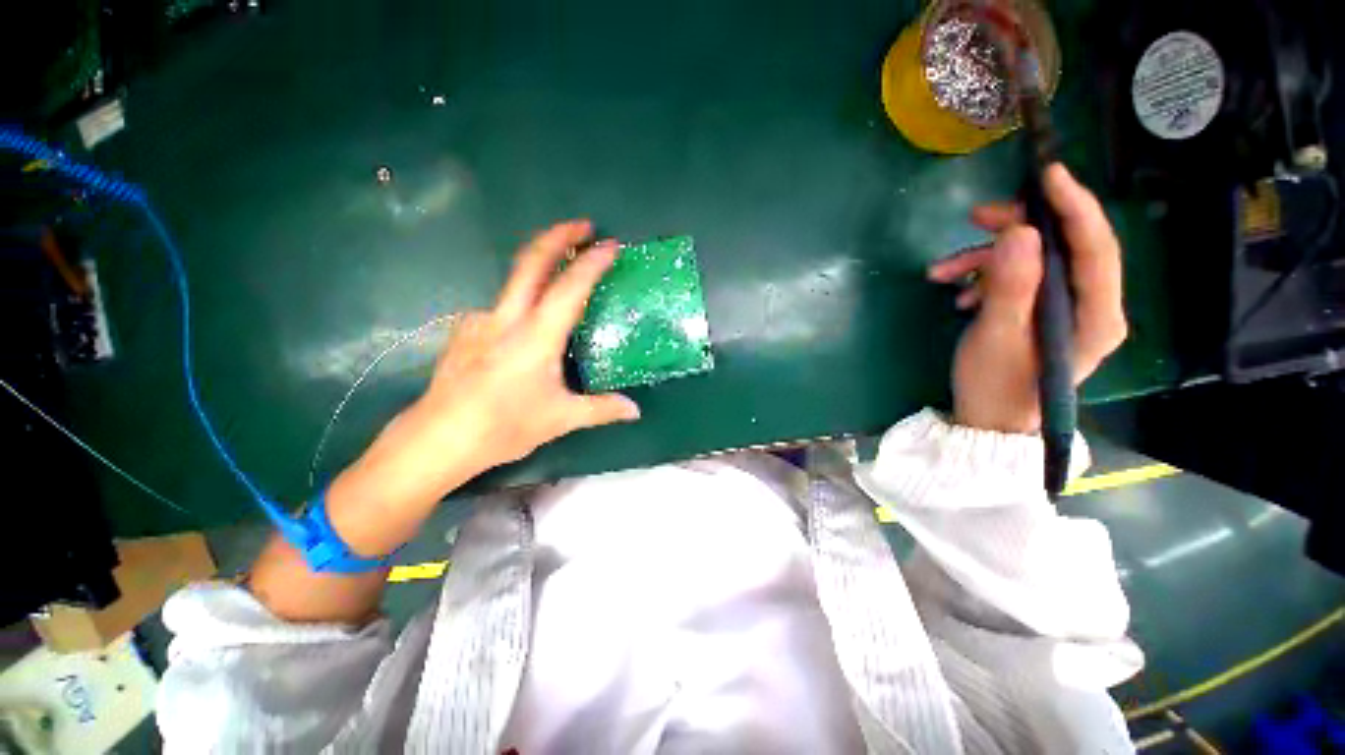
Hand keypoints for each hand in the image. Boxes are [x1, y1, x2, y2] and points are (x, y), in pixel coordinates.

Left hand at [250, 220, 637, 617]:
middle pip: (531, 260)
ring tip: (559, 277)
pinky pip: (500, 307)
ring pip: (513, 280)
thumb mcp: (561, 419)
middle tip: (583, 225)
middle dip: (559, 235)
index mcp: (536, 336)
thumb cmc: (504, 427)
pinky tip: (523, 328)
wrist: (437, 439)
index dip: (592, 262)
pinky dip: (519, 304)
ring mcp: (480, 319)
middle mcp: (507, 317)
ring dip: (539, 268)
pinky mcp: (464, 329)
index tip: (611, 245)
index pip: (570, 287)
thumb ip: (602, 409)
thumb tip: (635, 410)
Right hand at [927, 165, 1126, 434]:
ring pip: (1035, 262)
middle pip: (1065, 247)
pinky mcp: (1043, 313)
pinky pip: (1019, 279)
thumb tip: (1019, 231)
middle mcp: (1091, 306)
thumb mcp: (995, 336)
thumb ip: (1011, 285)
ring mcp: (1066, 309)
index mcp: (1096, 314)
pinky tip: (958, 292)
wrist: (988, 421)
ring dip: (987, 258)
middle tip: (977, 217)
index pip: (1097, 247)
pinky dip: (985, 278)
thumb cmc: (995, 386)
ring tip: (942, 271)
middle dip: (1018, 229)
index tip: (1047, 174)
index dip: (1075, 206)